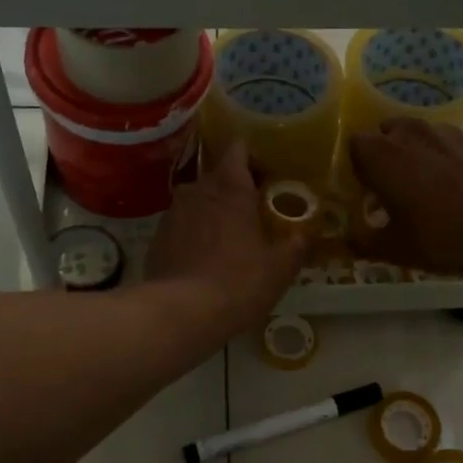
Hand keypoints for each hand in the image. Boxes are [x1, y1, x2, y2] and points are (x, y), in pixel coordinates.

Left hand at [146, 141, 305, 336]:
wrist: (181, 313)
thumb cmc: (238, 282)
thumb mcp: (280, 268)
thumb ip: (296, 245)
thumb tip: (305, 234)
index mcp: (230, 188)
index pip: (238, 149)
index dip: (252, 158)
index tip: (266, 175)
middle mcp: (197, 190)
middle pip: (217, 176)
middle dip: (234, 189)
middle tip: (254, 212)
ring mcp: (172, 213)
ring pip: (197, 201)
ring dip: (212, 212)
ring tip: (228, 238)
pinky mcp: (157, 239)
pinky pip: (181, 226)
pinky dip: (193, 234)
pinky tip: (204, 259)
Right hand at [348, 120, 462, 278]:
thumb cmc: (446, 237)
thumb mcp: (398, 249)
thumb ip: (365, 242)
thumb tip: (348, 240)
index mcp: (381, 155)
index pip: (352, 146)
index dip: (355, 168)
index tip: (362, 192)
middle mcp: (408, 133)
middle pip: (383, 134)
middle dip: (382, 157)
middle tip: (388, 190)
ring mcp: (443, 132)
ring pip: (414, 135)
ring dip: (410, 153)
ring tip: (420, 187)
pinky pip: (442, 142)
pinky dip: (439, 156)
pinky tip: (451, 186)